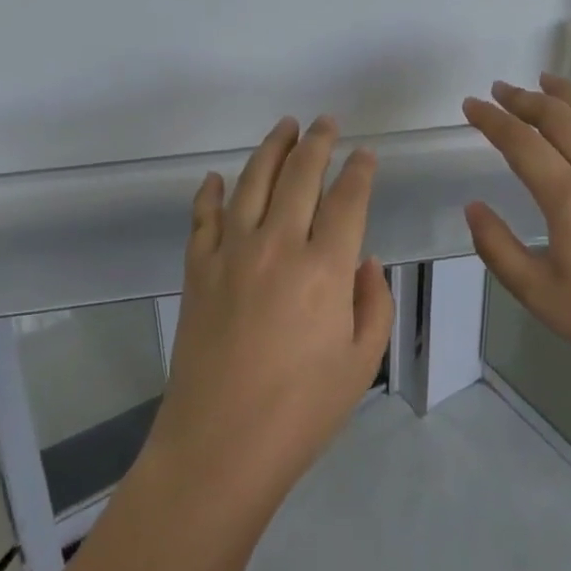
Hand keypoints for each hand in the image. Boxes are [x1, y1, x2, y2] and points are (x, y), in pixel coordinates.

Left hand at [148, 117, 394, 511]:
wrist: (219, 447)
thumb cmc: (301, 412)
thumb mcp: (361, 363)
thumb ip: (373, 303)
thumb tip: (363, 260)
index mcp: (325, 269)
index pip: (348, 199)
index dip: (360, 170)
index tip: (366, 154)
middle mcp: (278, 246)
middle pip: (301, 176)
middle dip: (318, 142)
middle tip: (326, 122)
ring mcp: (232, 253)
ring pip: (253, 182)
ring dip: (271, 149)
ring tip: (285, 126)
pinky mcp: (198, 270)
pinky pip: (204, 217)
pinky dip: (210, 192)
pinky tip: (217, 177)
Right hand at [462, 74, 570, 392]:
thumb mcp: (537, 292)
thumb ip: (497, 247)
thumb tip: (473, 207)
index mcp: (568, 197)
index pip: (520, 143)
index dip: (491, 119)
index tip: (471, 104)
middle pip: (558, 120)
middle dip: (525, 99)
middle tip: (502, 89)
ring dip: (570, 96)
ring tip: (548, 80)